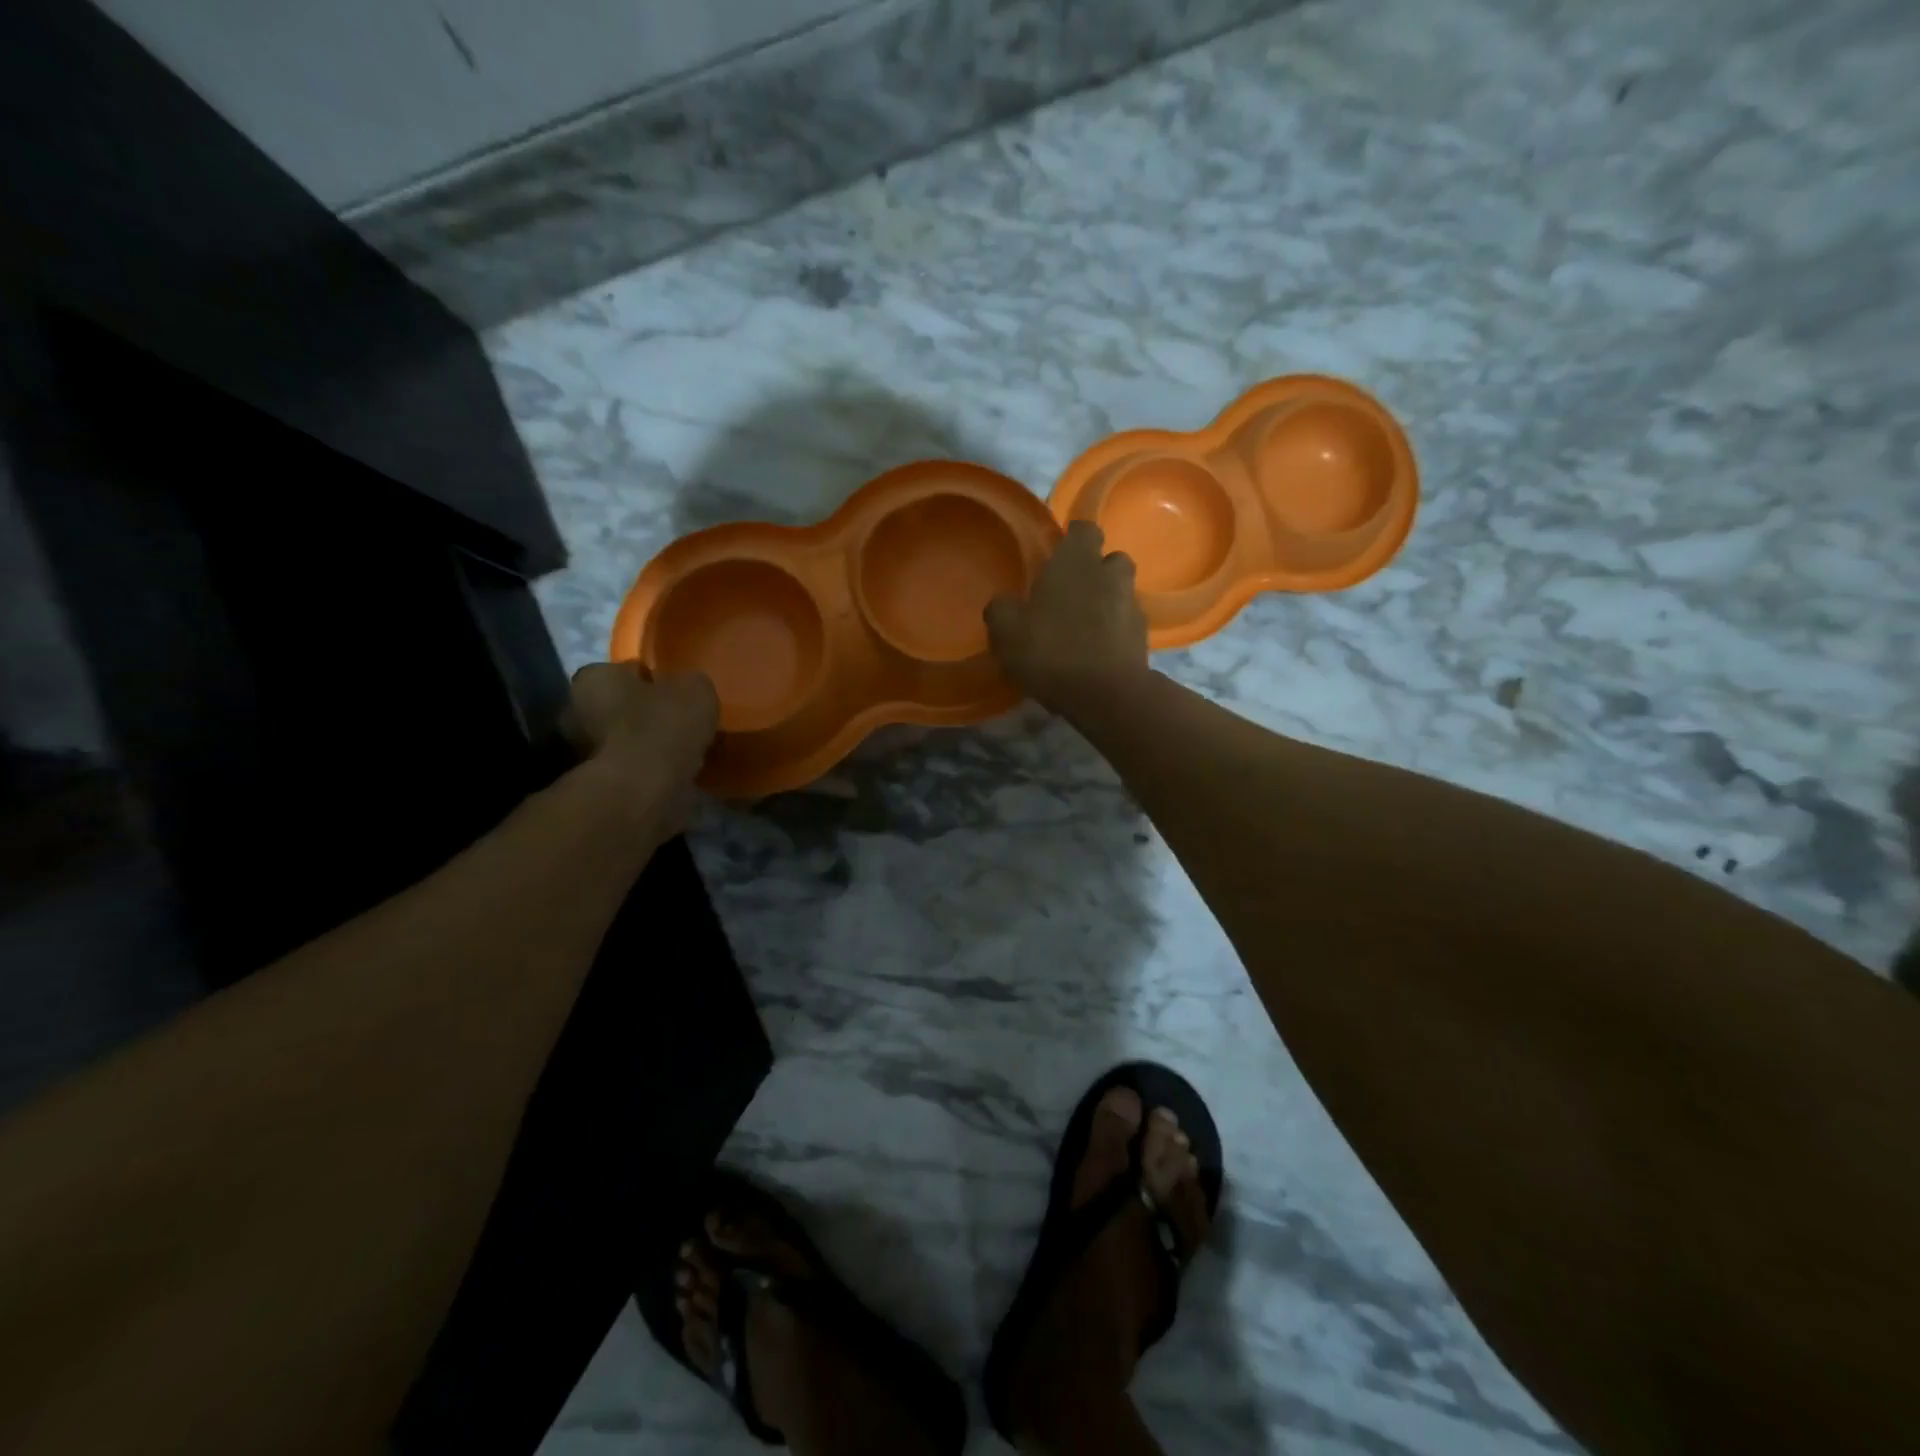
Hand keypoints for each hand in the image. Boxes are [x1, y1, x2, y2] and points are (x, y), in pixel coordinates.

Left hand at [567, 663, 719, 833]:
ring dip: (648, 746)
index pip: (626, 671)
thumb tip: (687, 690)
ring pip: (624, 741)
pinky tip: (675, 776)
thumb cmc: (662, 727)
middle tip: (680, 724)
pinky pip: (630, 771)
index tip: (676, 695)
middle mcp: (575, 711)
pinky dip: (649, 772)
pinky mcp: (596, 786)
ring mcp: (581, 753)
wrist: (642, 790)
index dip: (654, 681)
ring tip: (683, 753)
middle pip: (619, 707)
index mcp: (593, 678)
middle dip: (646, 714)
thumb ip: (690, 684)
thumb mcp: (695, 689)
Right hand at [985, 519, 1149, 718]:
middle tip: (1071, 593)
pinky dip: (1113, 635)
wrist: (1106, 695)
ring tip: (1082, 629)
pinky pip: (1125, 627)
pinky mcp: (1143, 639)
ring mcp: (1133, 607)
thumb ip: (1001, 609)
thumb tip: (1003, 603)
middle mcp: (1110, 575)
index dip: (1073, 538)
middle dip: (1096, 571)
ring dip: (1106, 604)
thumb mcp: (1006, 631)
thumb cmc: (1051, 650)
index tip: (1058, 553)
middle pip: (1110, 560)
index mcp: (1077, 561)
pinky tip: (1093, 657)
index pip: (1084, 528)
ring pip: (1121, 594)